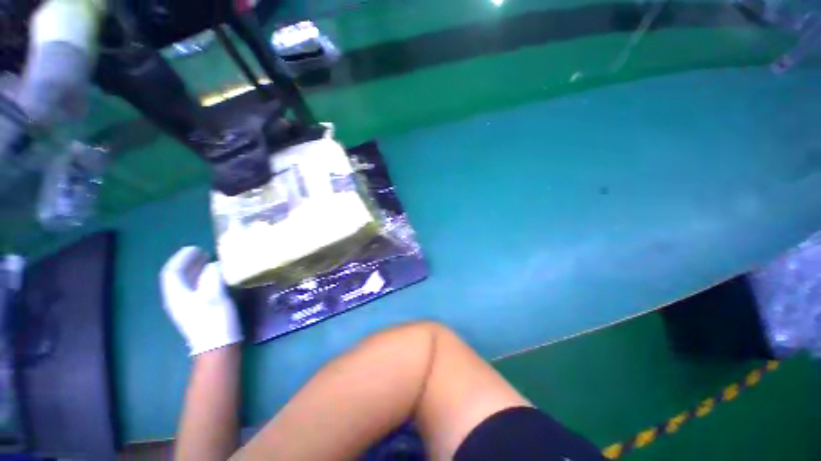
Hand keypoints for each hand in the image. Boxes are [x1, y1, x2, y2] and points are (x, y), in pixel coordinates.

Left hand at [160, 247, 242, 355]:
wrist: (217, 346)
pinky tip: (212, 277)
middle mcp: (177, 299)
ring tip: (208, 260)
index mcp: (176, 295)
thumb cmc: (214, 321)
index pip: (172, 272)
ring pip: (186, 282)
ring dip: (195, 269)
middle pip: (177, 276)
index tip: (194, 248)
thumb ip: (211, 278)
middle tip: (202, 251)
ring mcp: (187, 305)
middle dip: (187, 262)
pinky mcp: (197, 309)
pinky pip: (195, 288)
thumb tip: (213, 265)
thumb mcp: (214, 297)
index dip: (181, 258)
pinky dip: (202, 278)